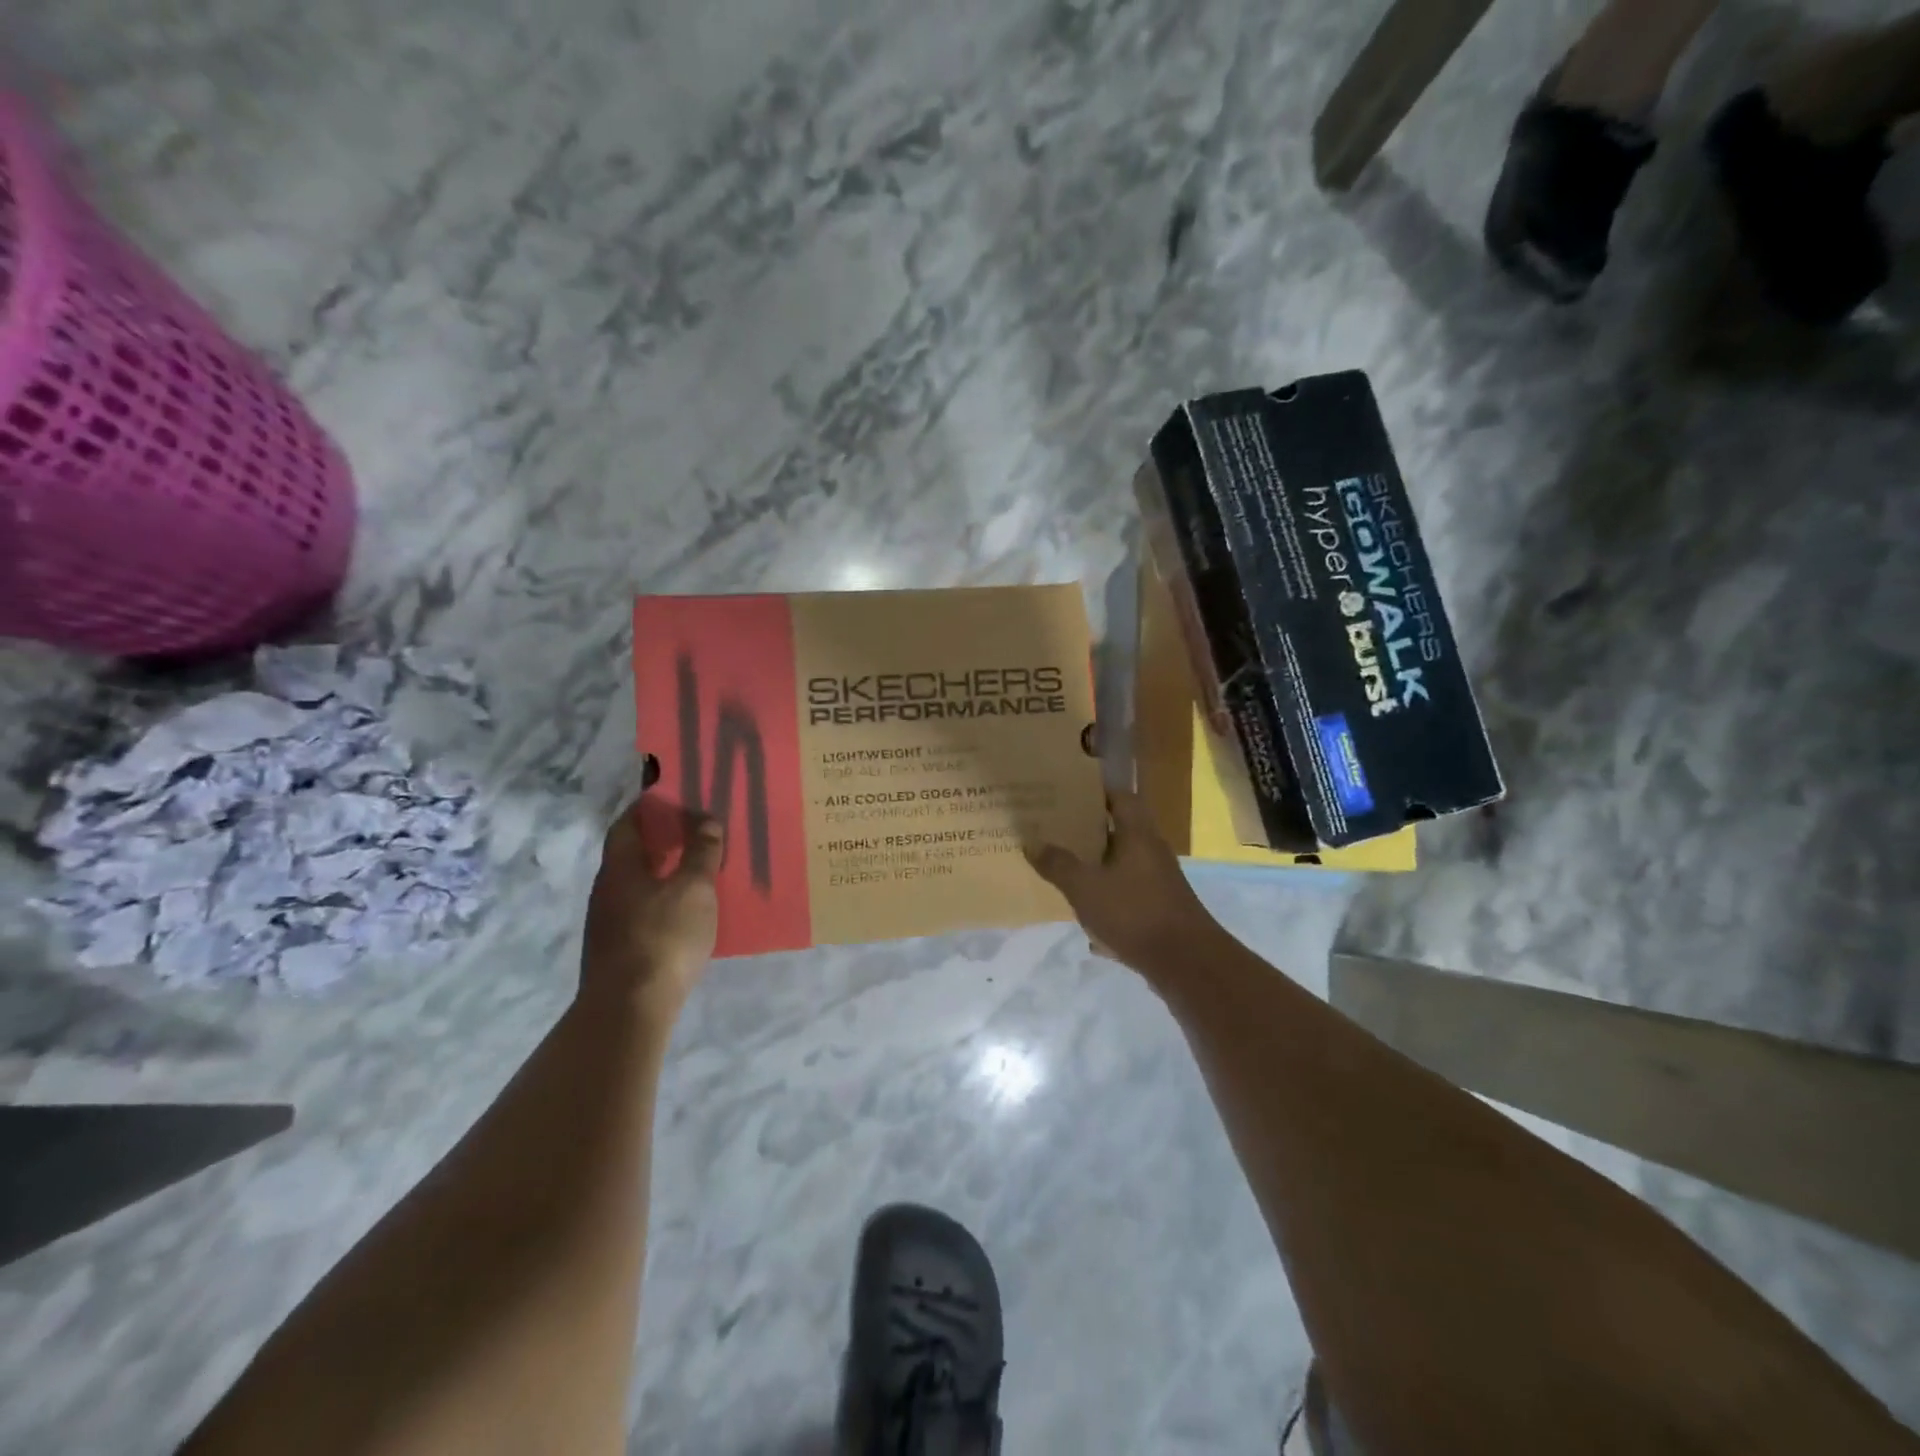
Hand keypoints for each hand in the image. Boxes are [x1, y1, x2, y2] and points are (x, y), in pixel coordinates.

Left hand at [581, 799, 723, 1019]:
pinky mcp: (617, 950)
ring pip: (636, 883)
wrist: (629, 1008)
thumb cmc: (663, 937)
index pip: (628, 824)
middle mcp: (607, 890)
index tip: (674, 797)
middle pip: (631, 853)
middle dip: (660, 839)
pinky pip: (641, 909)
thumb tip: (705, 819)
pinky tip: (685, 910)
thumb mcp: (694, 889)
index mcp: (620, 867)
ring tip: (696, 868)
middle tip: (694, 829)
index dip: (648, 807)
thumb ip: (701, 852)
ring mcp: (608, 922)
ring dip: (662, 871)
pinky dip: (662, 898)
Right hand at [1027, 789, 1221, 974]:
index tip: (1069, 794)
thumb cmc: (1134, 913)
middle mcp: (1152, 851)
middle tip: (1057, 829)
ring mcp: (1159, 880)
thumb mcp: (1086, 887)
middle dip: (1090, 829)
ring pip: (1123, 862)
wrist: (1186, 962)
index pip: (1121, 797)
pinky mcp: (1160, 907)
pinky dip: (1107, 895)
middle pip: (1120, 829)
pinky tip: (1085, 911)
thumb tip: (1032, 842)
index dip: (1097, 792)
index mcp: (1138, 834)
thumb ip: (1058, 864)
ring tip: (1064, 866)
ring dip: (1097, 863)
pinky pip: (1128, 891)